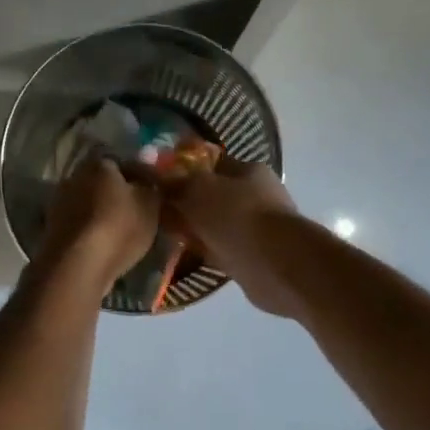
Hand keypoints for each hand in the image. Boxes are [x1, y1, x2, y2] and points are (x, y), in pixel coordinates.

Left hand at [36, 157, 159, 295]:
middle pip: (103, 184)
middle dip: (120, 196)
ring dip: (105, 215)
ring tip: (126, 233)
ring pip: (91, 205)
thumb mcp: (149, 202)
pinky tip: (107, 245)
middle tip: (141, 213)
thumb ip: (151, 184)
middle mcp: (73, 177)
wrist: (77, 266)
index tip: (154, 193)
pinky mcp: (52, 231)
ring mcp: (59, 204)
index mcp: (97, 163)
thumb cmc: (118, 226)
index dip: (141, 177)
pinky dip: (93, 232)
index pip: (122, 162)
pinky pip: (81, 226)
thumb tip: (149, 171)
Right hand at [165, 159, 305, 316]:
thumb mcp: (197, 189)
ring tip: (163, 233)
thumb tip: (154, 176)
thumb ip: (175, 182)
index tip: (157, 180)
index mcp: (248, 171)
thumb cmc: (237, 216)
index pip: (211, 163)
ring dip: (194, 228)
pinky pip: (218, 249)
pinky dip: (202, 250)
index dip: (183, 169)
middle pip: (212, 195)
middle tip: (155, 210)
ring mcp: (255, 228)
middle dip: (186, 202)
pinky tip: (181, 254)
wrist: (274, 266)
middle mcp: (255, 196)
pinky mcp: (251, 257)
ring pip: (214, 224)